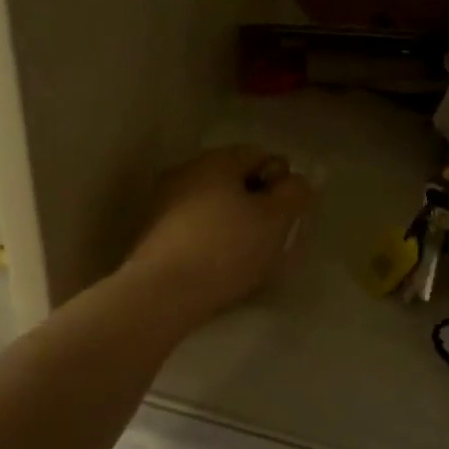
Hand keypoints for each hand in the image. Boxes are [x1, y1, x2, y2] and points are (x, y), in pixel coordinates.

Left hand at [124, 146, 313, 323]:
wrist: (162, 292)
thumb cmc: (226, 248)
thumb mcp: (275, 219)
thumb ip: (294, 193)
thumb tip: (296, 182)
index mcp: (216, 160)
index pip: (260, 155)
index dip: (282, 181)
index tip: (287, 215)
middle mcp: (186, 171)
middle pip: (234, 180)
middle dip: (256, 204)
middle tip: (271, 238)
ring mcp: (163, 201)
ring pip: (212, 206)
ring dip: (232, 224)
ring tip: (246, 258)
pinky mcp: (152, 233)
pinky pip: (193, 228)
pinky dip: (210, 240)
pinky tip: (217, 268)